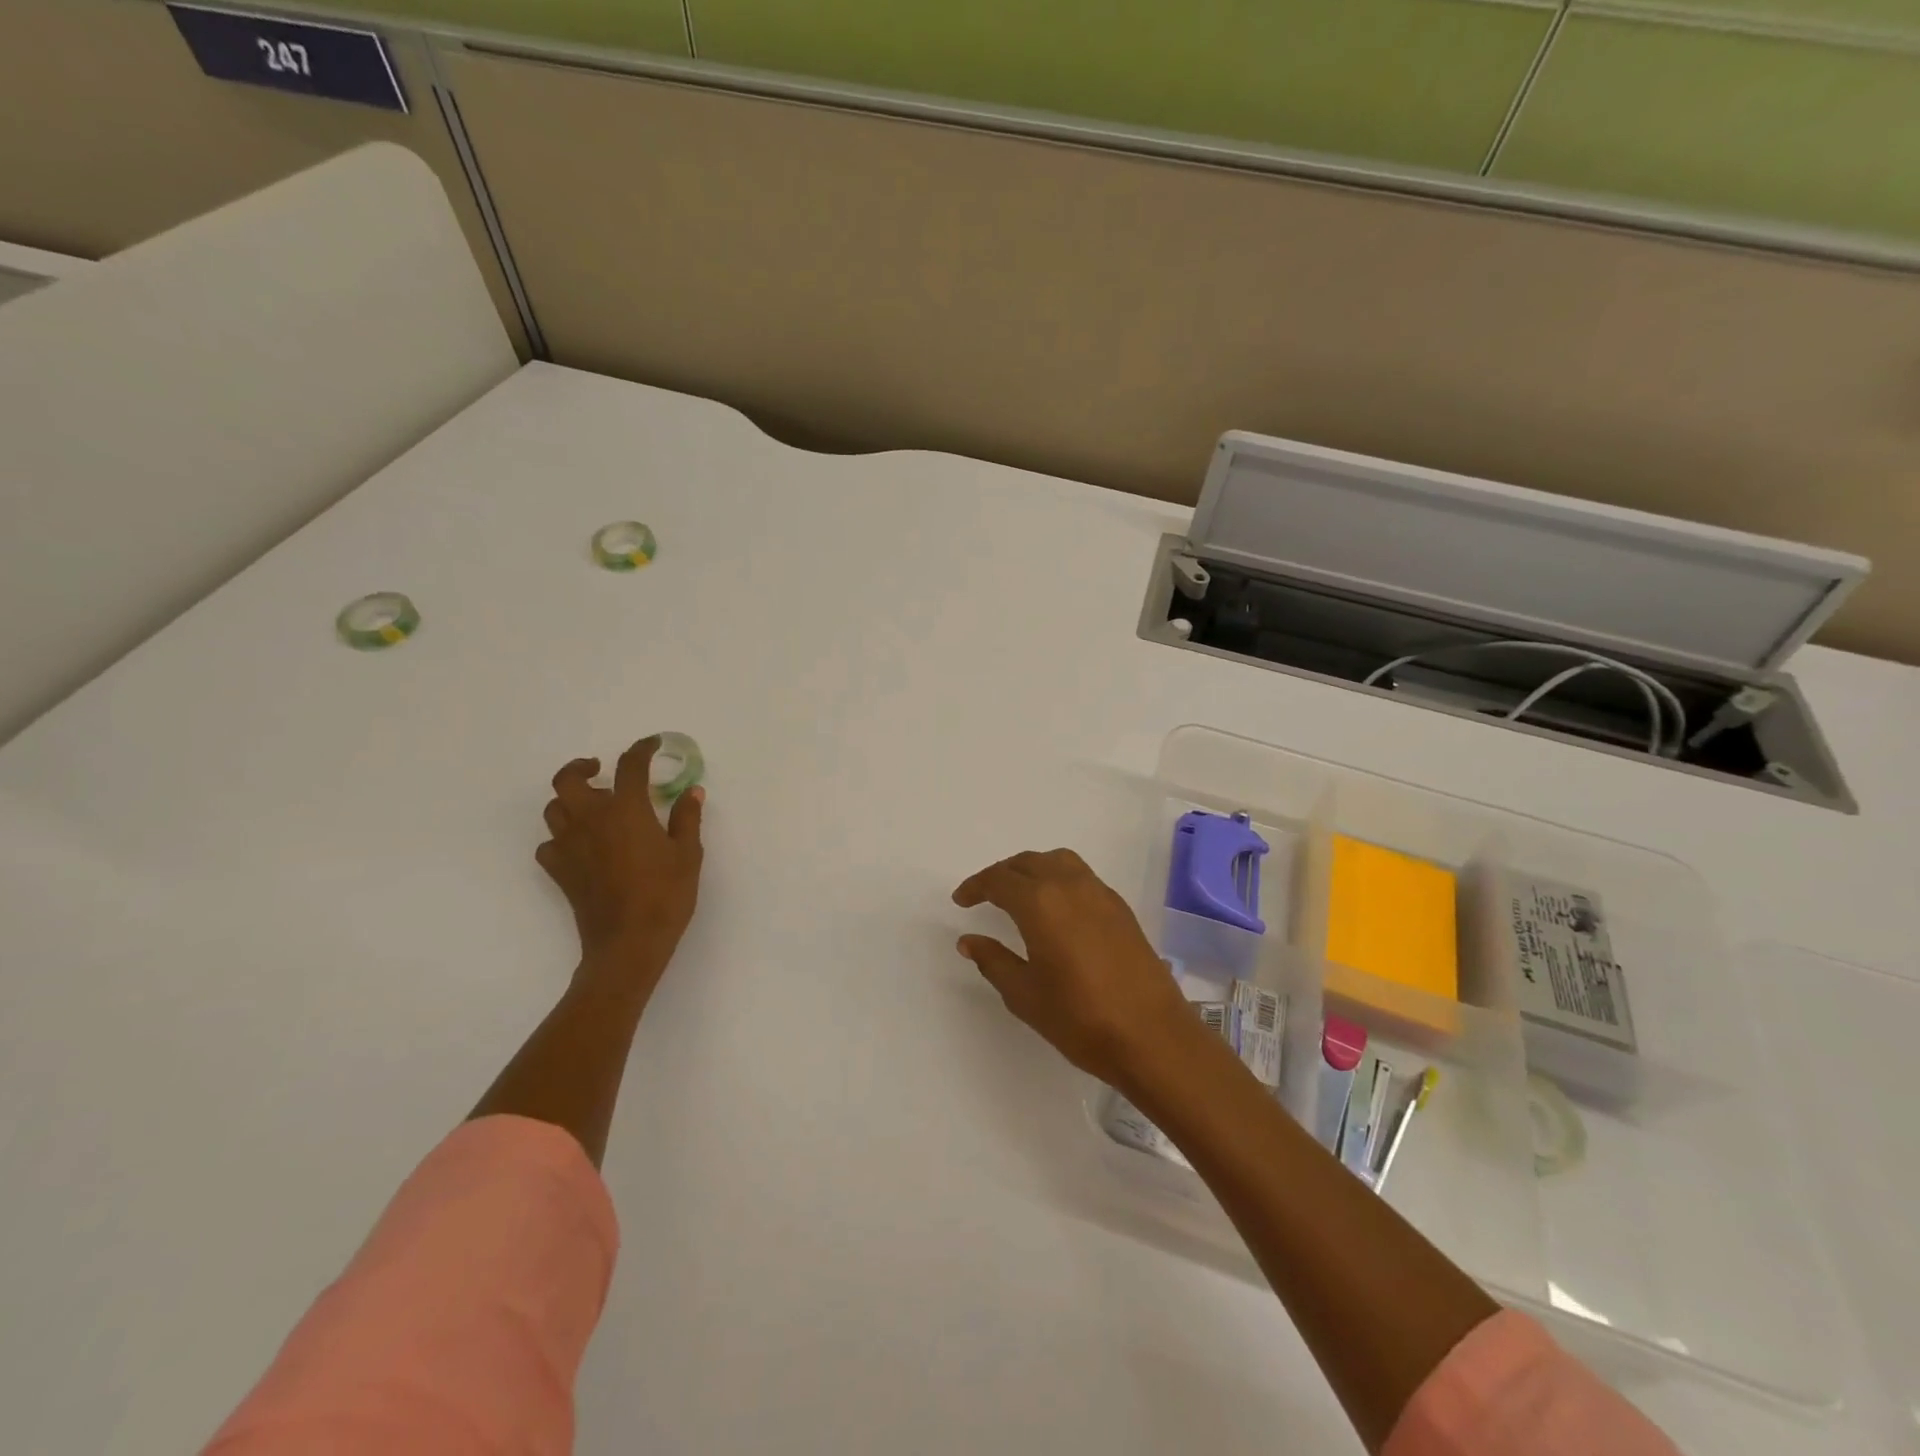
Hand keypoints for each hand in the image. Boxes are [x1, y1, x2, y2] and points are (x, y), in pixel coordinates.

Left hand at [539, 736, 704, 982]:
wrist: (628, 943)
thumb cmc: (666, 894)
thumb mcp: (688, 854)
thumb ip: (687, 818)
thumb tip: (691, 792)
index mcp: (626, 810)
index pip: (629, 766)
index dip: (640, 749)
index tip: (651, 745)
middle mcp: (590, 820)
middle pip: (568, 779)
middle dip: (581, 767)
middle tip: (599, 769)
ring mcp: (569, 846)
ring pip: (554, 809)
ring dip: (570, 800)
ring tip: (591, 806)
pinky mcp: (559, 872)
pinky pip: (549, 845)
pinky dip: (561, 838)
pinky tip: (580, 845)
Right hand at [952, 848, 1195, 1087]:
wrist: (1152, 1036)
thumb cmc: (1080, 1018)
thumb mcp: (1025, 995)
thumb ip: (993, 961)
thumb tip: (969, 940)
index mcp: (1040, 903)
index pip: (999, 881)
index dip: (976, 886)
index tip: (961, 900)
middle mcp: (1070, 886)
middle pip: (1028, 863)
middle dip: (1002, 874)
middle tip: (984, 894)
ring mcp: (1100, 894)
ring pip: (1058, 862)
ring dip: (1033, 869)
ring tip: (1019, 893)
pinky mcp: (1120, 908)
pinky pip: (1081, 876)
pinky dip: (1059, 878)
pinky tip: (1056, 909)